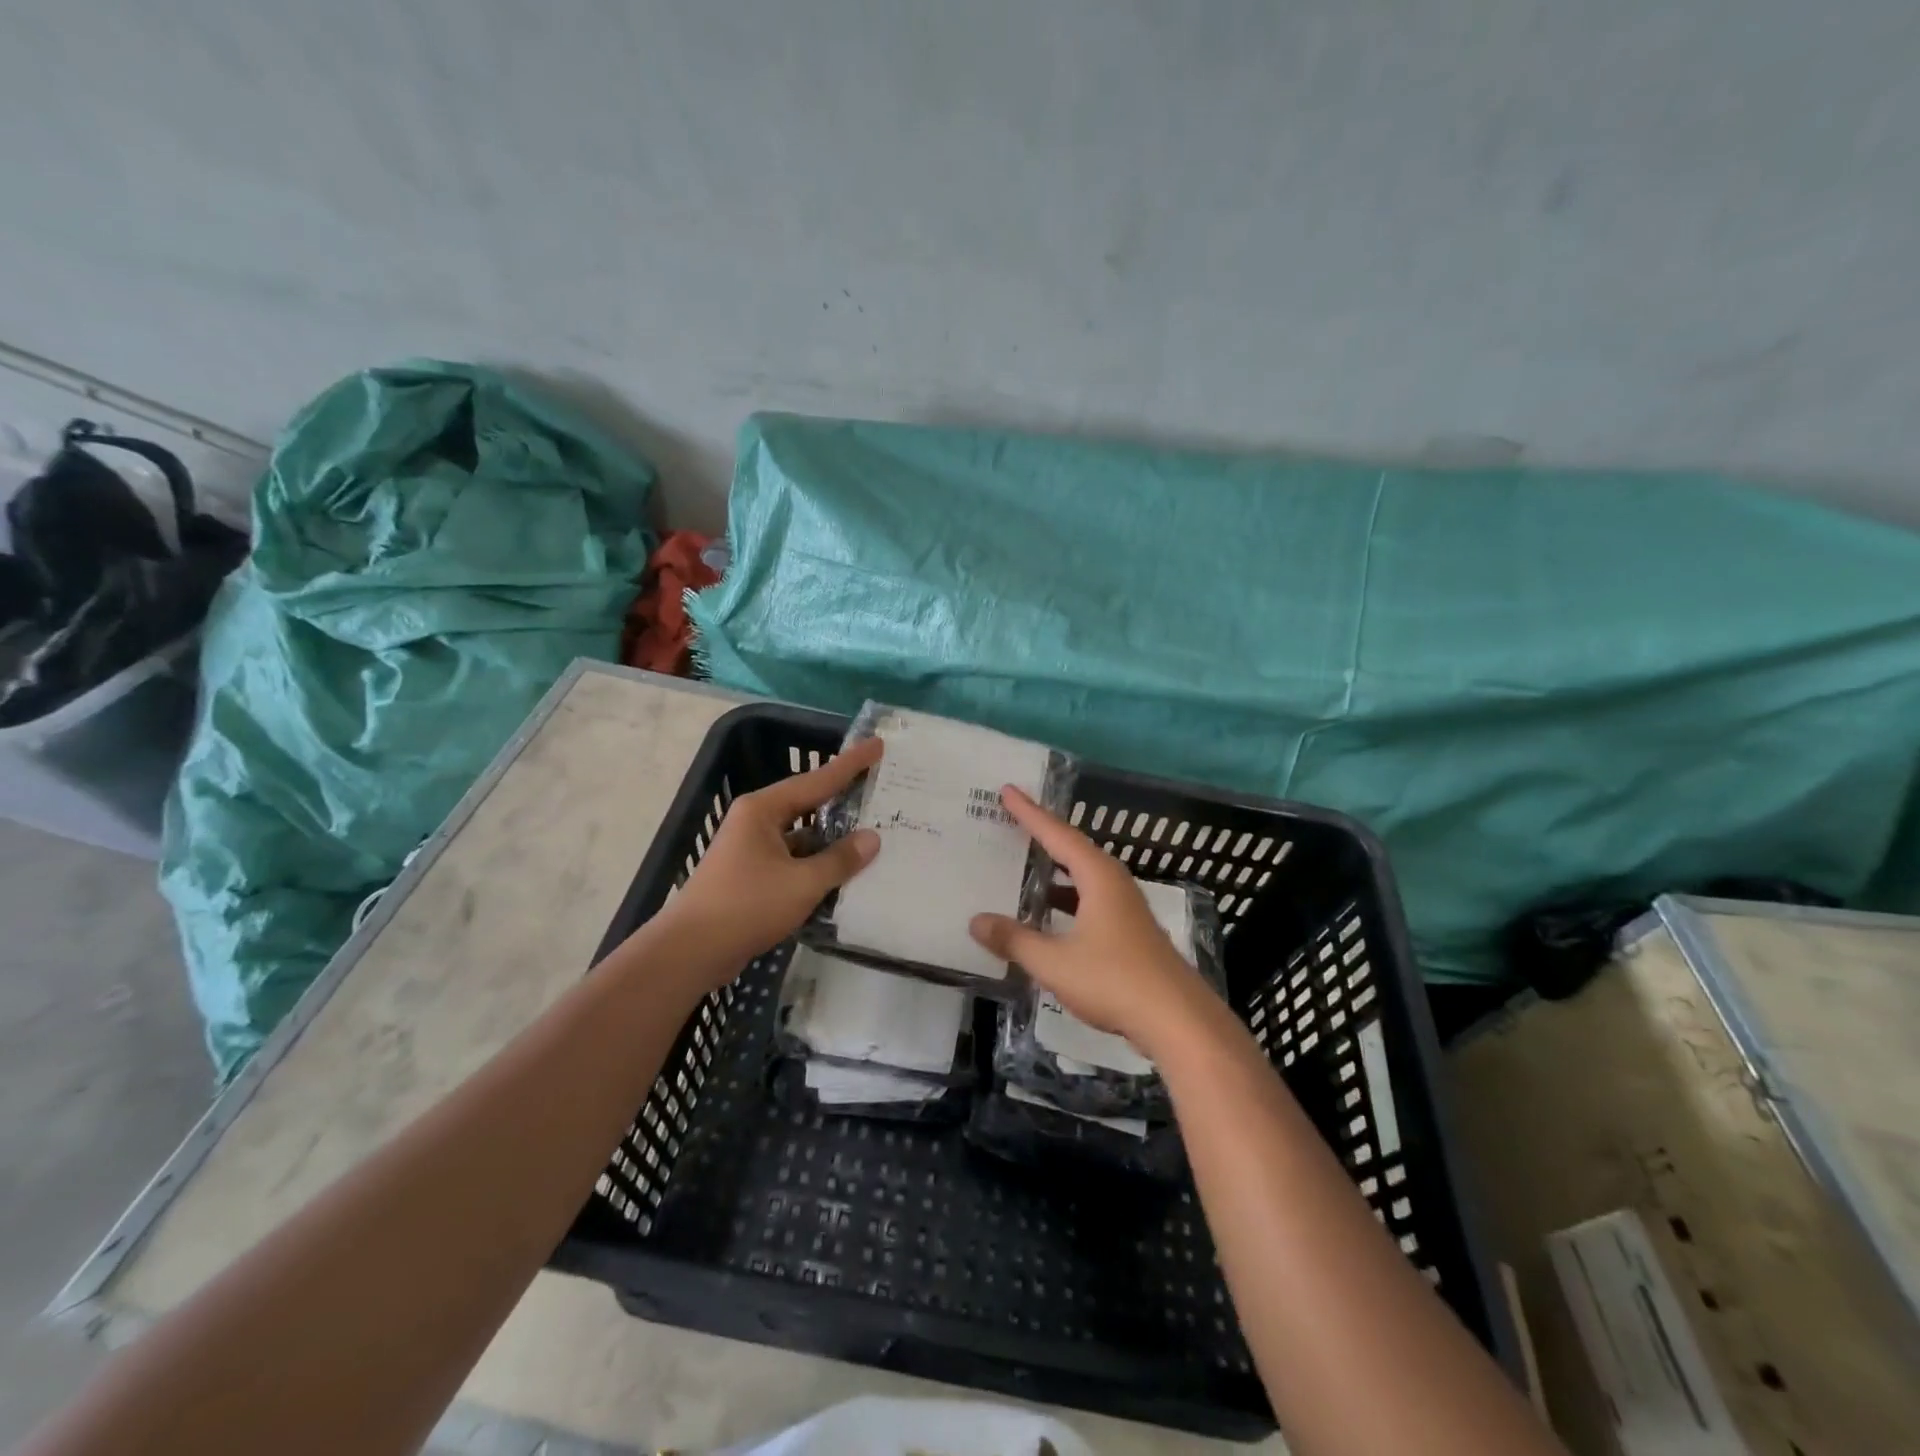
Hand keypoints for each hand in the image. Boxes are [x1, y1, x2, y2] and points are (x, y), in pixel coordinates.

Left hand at [664, 736, 883, 977]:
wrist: (690, 951)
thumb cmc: (746, 906)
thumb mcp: (802, 883)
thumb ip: (840, 860)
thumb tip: (872, 838)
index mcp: (763, 809)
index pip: (817, 780)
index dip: (850, 764)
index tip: (877, 745)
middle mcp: (756, 821)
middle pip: (808, 803)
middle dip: (843, 798)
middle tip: (879, 788)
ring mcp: (751, 849)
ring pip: (802, 835)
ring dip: (832, 837)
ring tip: (872, 832)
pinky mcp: (752, 875)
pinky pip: (793, 859)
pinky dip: (817, 863)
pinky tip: (844, 871)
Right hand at [968, 785, 1213, 1055]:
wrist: (1177, 1020)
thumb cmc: (1114, 980)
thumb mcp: (1054, 962)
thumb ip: (1014, 940)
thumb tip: (976, 921)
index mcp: (1098, 878)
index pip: (1057, 835)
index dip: (1030, 813)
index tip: (1008, 791)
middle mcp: (1114, 884)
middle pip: (1073, 849)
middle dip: (1043, 835)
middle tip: (1013, 821)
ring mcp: (1125, 909)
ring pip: (1083, 878)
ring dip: (1055, 871)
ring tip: (1025, 866)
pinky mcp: (1130, 933)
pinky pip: (1090, 900)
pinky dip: (1066, 899)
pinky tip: (1049, 917)